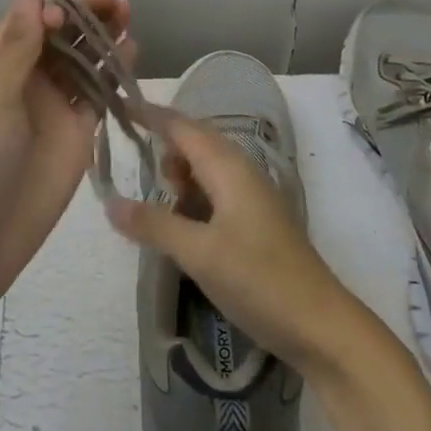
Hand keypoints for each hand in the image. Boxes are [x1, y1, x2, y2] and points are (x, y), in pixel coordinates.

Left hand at [0, 0, 130, 307]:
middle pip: (61, 37)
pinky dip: (113, 75)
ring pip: (82, 62)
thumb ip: (18, 43)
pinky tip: (131, 56)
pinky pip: (97, 95)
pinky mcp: (76, 134)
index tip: (72, 13)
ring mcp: (52, 107)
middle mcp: (24, 79)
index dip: (54, 9)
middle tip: (117, 2)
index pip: (29, 20)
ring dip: (103, 39)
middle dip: (86, 16)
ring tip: (128, 20)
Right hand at [104, 114, 347, 367]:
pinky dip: (192, 200)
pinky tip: (181, 228)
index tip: (117, 105)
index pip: (181, 126)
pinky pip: (215, 193)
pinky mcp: (254, 220)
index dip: (149, 114)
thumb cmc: (258, 279)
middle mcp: (240, 171)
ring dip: (178, 179)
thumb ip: (154, 224)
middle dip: (162, 149)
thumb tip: (110, 202)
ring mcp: (251, 196)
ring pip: (204, 169)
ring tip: (159, 209)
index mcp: (228, 166)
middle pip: (194, 142)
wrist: (320, 325)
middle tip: (132, 169)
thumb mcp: (198, 253)